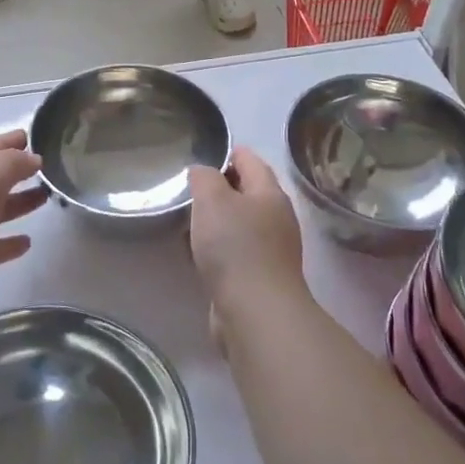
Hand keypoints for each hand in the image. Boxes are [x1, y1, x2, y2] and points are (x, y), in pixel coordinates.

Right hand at [188, 147, 306, 322]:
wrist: (255, 311)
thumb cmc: (235, 247)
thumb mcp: (213, 200)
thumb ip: (205, 177)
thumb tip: (202, 172)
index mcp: (270, 193)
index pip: (250, 160)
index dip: (228, 152)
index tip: (203, 154)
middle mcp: (276, 218)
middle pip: (248, 192)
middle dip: (221, 187)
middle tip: (189, 187)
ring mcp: (271, 249)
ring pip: (241, 223)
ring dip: (218, 220)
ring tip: (188, 219)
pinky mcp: (259, 276)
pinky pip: (236, 251)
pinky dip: (218, 247)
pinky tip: (198, 253)